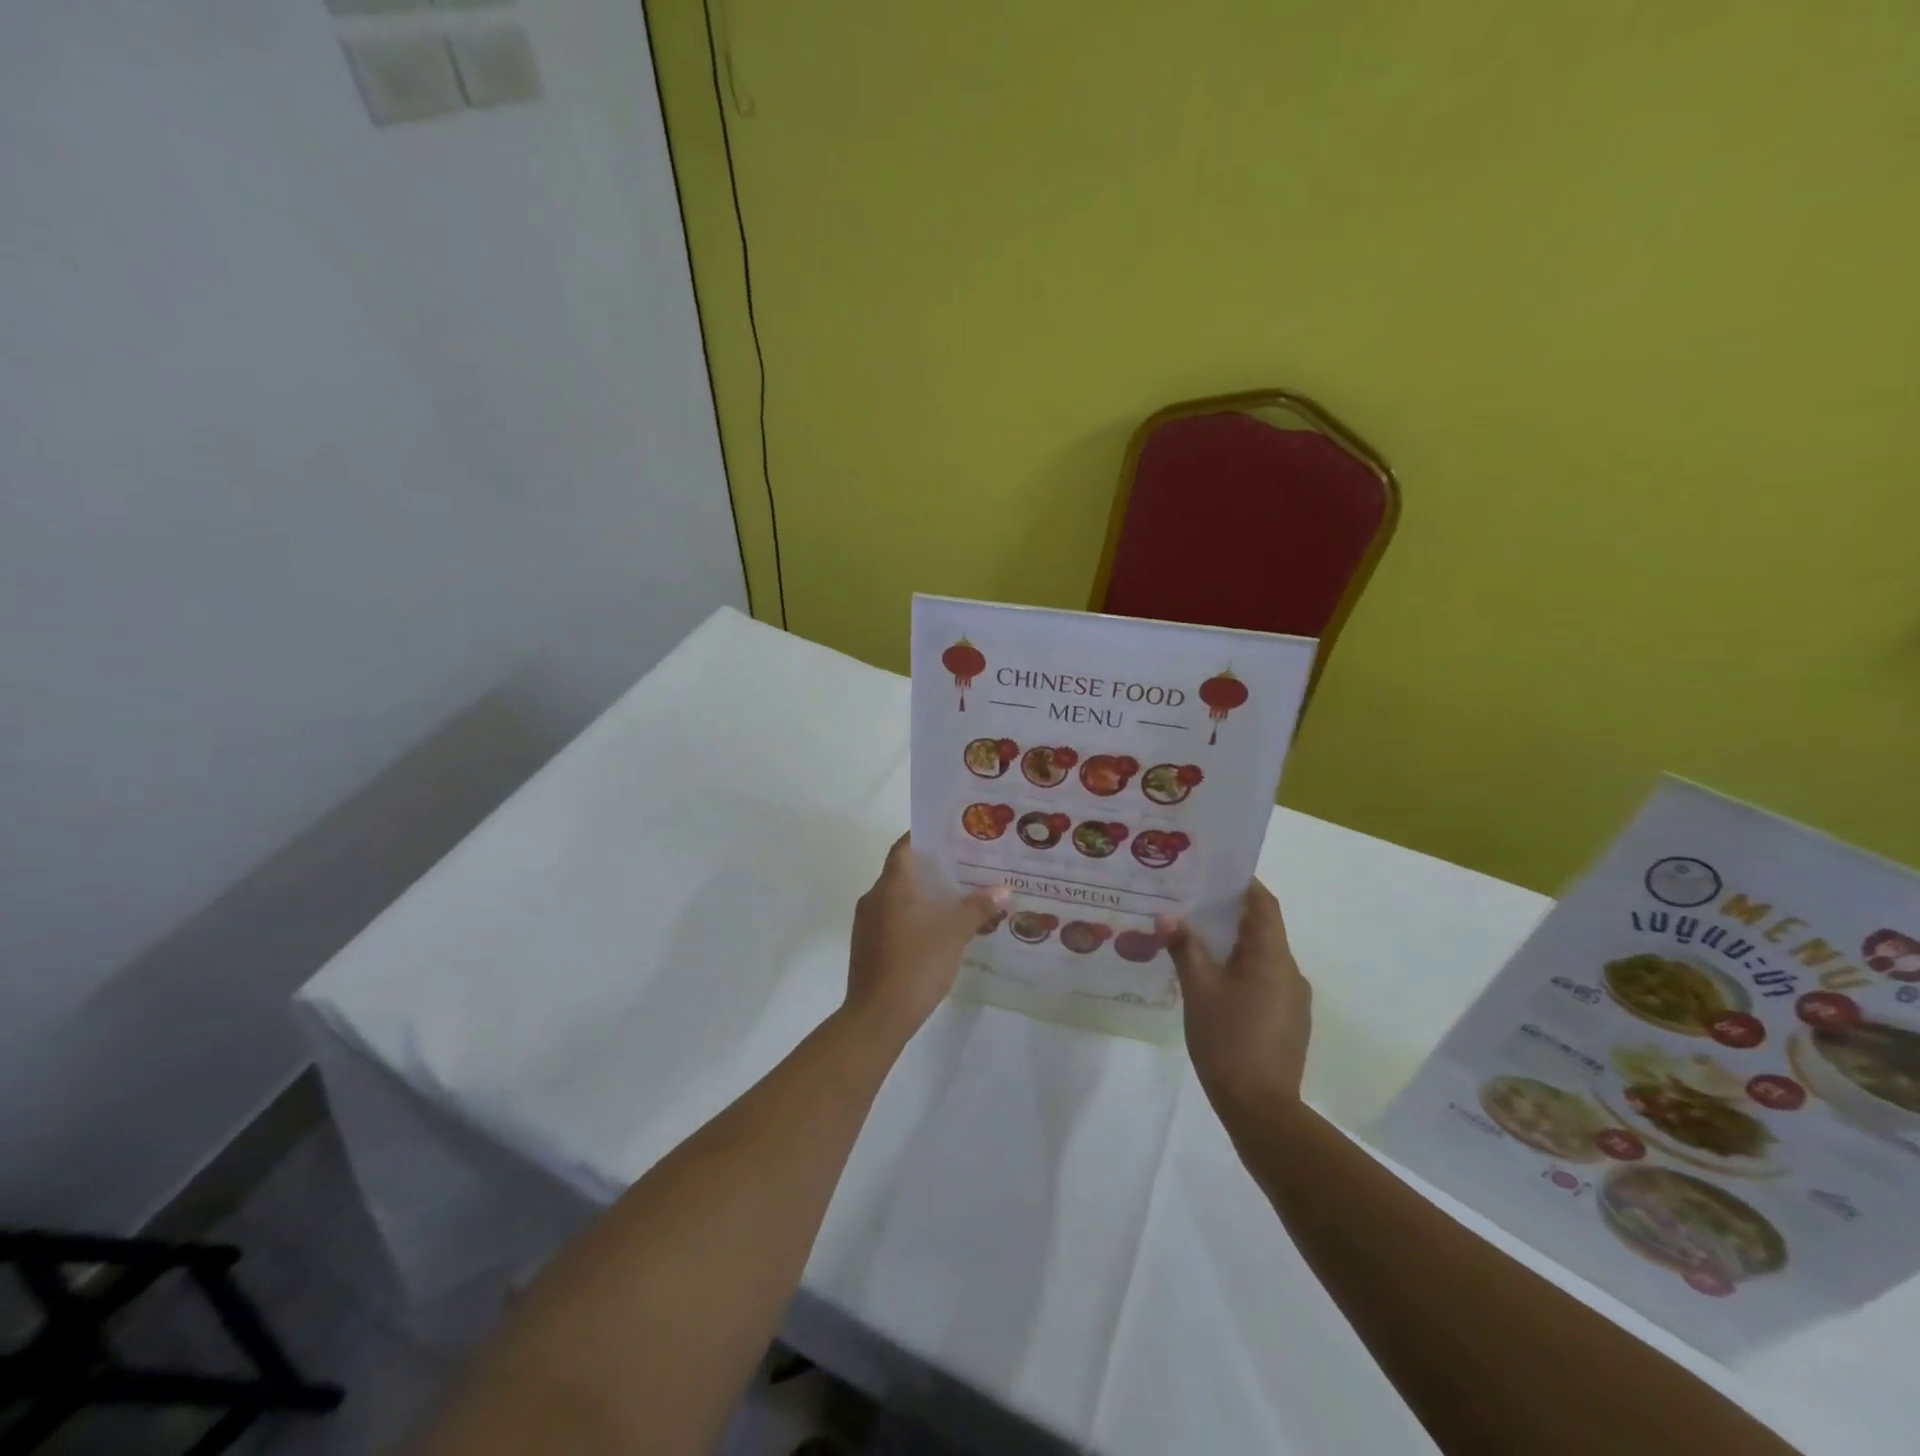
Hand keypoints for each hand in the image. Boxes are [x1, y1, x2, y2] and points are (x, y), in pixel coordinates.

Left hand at [846, 834, 1006, 1042]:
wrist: (877, 1016)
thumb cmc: (916, 963)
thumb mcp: (954, 933)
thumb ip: (978, 907)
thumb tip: (1003, 890)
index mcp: (892, 885)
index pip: (906, 846)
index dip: (927, 837)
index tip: (953, 836)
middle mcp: (875, 897)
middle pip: (905, 871)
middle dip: (934, 869)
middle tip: (967, 869)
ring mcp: (867, 923)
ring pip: (900, 898)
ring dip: (925, 897)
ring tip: (959, 900)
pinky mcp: (868, 946)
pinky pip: (894, 920)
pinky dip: (915, 918)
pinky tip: (939, 932)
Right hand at [1159, 880, 1311, 1134]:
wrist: (1261, 1109)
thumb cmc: (1227, 1040)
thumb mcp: (1197, 989)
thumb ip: (1184, 948)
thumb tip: (1167, 916)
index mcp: (1271, 956)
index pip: (1264, 904)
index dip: (1244, 884)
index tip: (1216, 873)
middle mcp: (1290, 971)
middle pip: (1264, 928)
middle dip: (1232, 914)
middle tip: (1194, 904)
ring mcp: (1293, 999)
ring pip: (1264, 957)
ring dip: (1236, 944)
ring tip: (1198, 942)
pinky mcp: (1289, 1022)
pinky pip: (1266, 980)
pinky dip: (1243, 970)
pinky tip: (1215, 983)